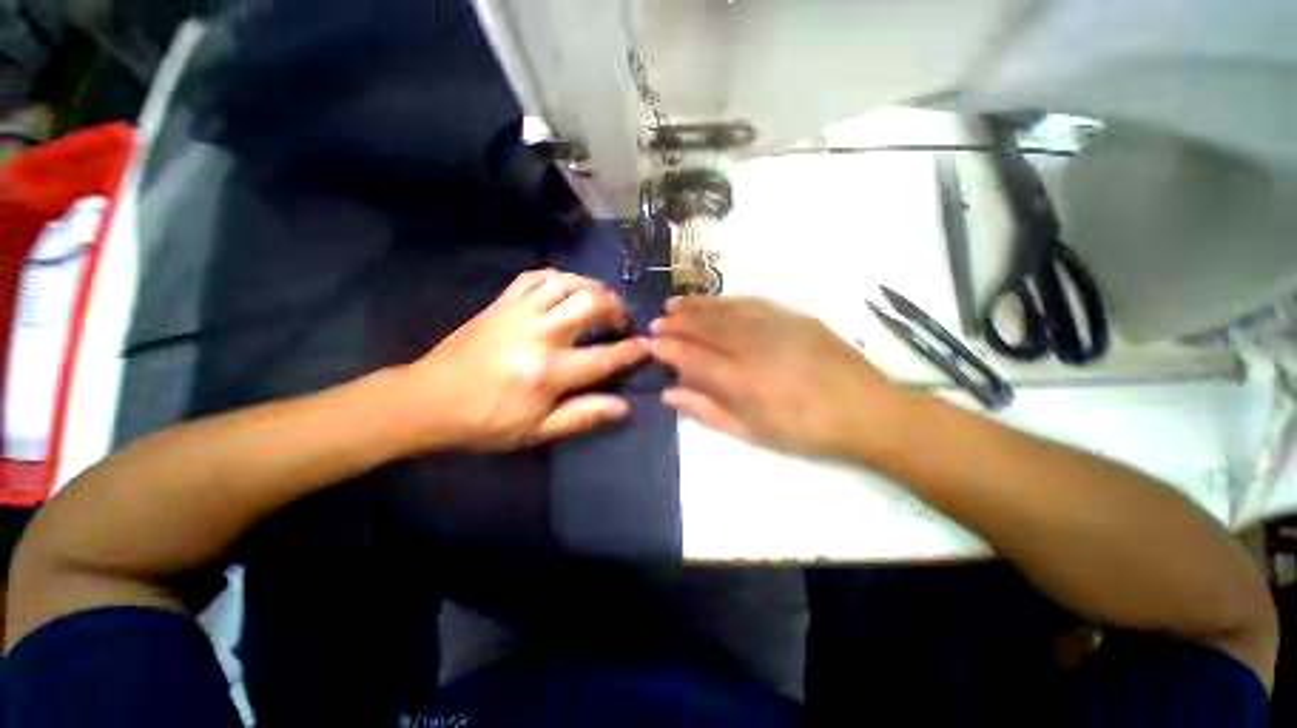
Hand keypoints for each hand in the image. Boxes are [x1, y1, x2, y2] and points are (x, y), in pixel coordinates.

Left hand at [400, 269, 648, 451]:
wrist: (428, 400)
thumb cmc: (486, 421)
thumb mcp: (537, 430)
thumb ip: (583, 416)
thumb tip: (623, 407)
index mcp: (549, 371)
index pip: (604, 357)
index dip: (631, 351)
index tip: (647, 346)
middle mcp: (539, 334)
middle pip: (591, 304)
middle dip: (616, 309)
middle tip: (620, 323)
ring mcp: (519, 312)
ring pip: (568, 282)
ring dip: (593, 288)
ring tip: (601, 302)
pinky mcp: (502, 302)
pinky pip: (537, 276)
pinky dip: (560, 277)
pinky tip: (567, 289)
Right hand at [650, 297, 906, 458]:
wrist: (867, 412)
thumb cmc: (806, 432)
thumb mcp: (753, 434)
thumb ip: (708, 412)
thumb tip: (670, 393)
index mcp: (742, 383)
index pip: (693, 358)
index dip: (668, 349)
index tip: (650, 343)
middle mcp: (754, 349)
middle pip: (706, 329)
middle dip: (677, 323)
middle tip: (657, 320)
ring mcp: (777, 328)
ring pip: (726, 311)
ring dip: (697, 306)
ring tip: (675, 303)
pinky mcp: (796, 318)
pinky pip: (754, 303)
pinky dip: (728, 301)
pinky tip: (715, 301)